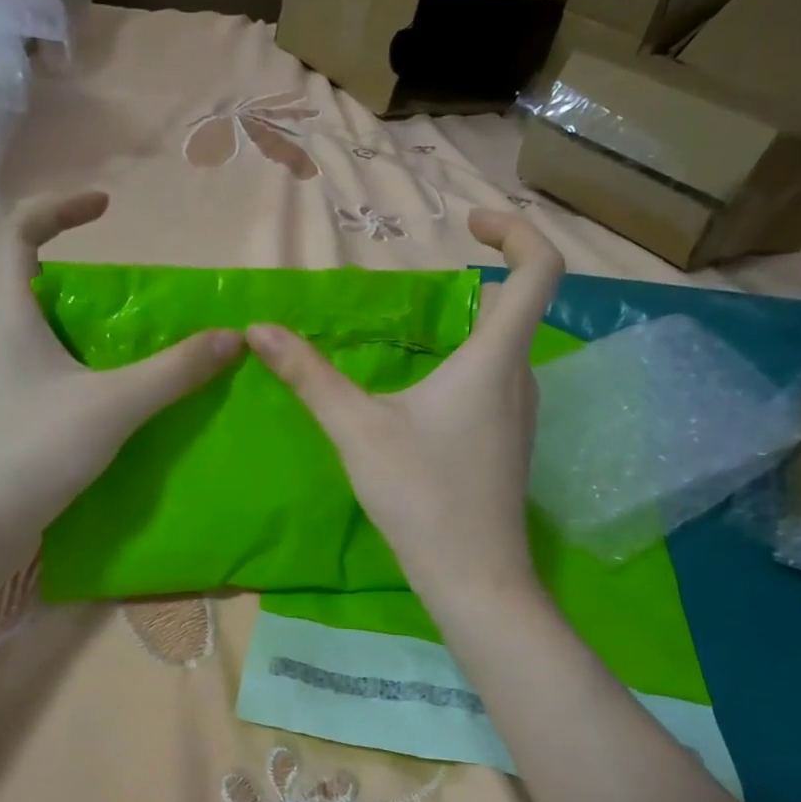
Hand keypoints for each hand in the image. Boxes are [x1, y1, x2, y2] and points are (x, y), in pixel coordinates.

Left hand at [0, 191, 243, 558]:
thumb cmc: (34, 450)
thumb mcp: (113, 405)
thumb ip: (174, 372)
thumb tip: (230, 338)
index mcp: (12, 317)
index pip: (18, 233)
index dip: (58, 207)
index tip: (106, 208)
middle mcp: (6, 341)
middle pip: (40, 283)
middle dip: (89, 278)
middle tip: (140, 298)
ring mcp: (12, 382)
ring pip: (53, 334)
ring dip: (96, 329)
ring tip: (145, 345)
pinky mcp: (23, 416)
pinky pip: (61, 374)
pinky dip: (94, 370)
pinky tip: (129, 398)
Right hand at [247, 209, 563, 607]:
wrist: (473, 577)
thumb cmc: (421, 496)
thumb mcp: (357, 429)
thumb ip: (309, 376)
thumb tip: (260, 330)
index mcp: (495, 359)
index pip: (540, 269)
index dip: (517, 232)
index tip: (473, 223)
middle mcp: (521, 378)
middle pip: (521, 306)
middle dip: (485, 276)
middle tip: (435, 270)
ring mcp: (520, 415)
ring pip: (506, 349)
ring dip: (474, 325)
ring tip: (423, 329)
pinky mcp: (509, 445)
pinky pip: (496, 383)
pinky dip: (470, 364)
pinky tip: (427, 396)